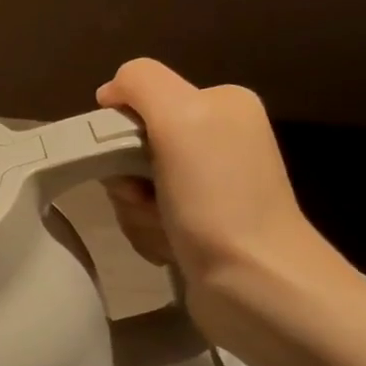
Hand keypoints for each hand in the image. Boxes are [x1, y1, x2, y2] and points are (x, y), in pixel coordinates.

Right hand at [96, 59, 334, 294]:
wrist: (256, 282)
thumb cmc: (217, 197)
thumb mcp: (180, 116)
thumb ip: (140, 83)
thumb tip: (109, 93)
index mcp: (220, 104)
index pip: (137, 100)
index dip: (120, 131)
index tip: (129, 160)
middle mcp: (218, 138)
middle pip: (130, 145)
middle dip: (125, 177)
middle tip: (145, 198)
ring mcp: (208, 184)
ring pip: (132, 184)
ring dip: (134, 209)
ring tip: (163, 228)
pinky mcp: (198, 223)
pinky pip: (145, 215)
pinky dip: (147, 231)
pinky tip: (170, 244)